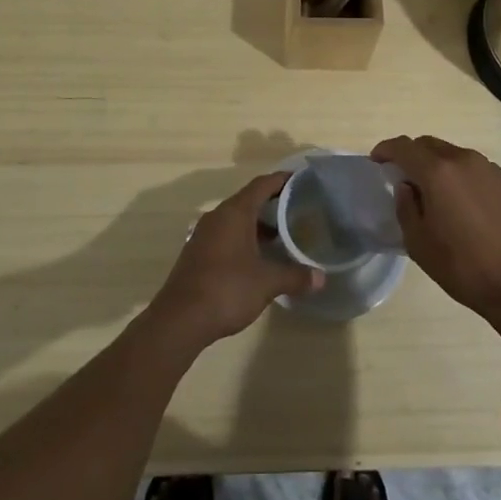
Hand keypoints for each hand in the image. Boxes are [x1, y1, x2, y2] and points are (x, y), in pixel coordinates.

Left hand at [148, 172, 322, 346]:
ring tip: (282, 236)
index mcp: (235, 212)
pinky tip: (258, 257)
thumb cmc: (227, 289)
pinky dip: (244, 238)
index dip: (282, 180)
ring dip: (258, 224)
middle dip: (273, 204)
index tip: (302, 180)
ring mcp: (204, 235)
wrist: (180, 320)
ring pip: (236, 219)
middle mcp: (217, 216)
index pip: (262, 184)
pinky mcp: (197, 253)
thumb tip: (321, 278)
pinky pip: (226, 235)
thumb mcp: (267, 282)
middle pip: (248, 200)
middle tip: (298, 210)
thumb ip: (295, 276)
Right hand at [371, 135, 500, 323]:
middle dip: (414, 156)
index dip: (386, 150)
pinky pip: (481, 173)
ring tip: (440, 197)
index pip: (404, 147)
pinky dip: (467, 182)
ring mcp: (493, 170)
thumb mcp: (419, 244)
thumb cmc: (464, 267)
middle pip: (431, 145)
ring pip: (458, 158)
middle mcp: (466, 161)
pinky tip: (471, 210)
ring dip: (442, 169)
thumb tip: (407, 187)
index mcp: (438, 172)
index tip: (377, 161)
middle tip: (406, 179)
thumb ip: (406, 207)